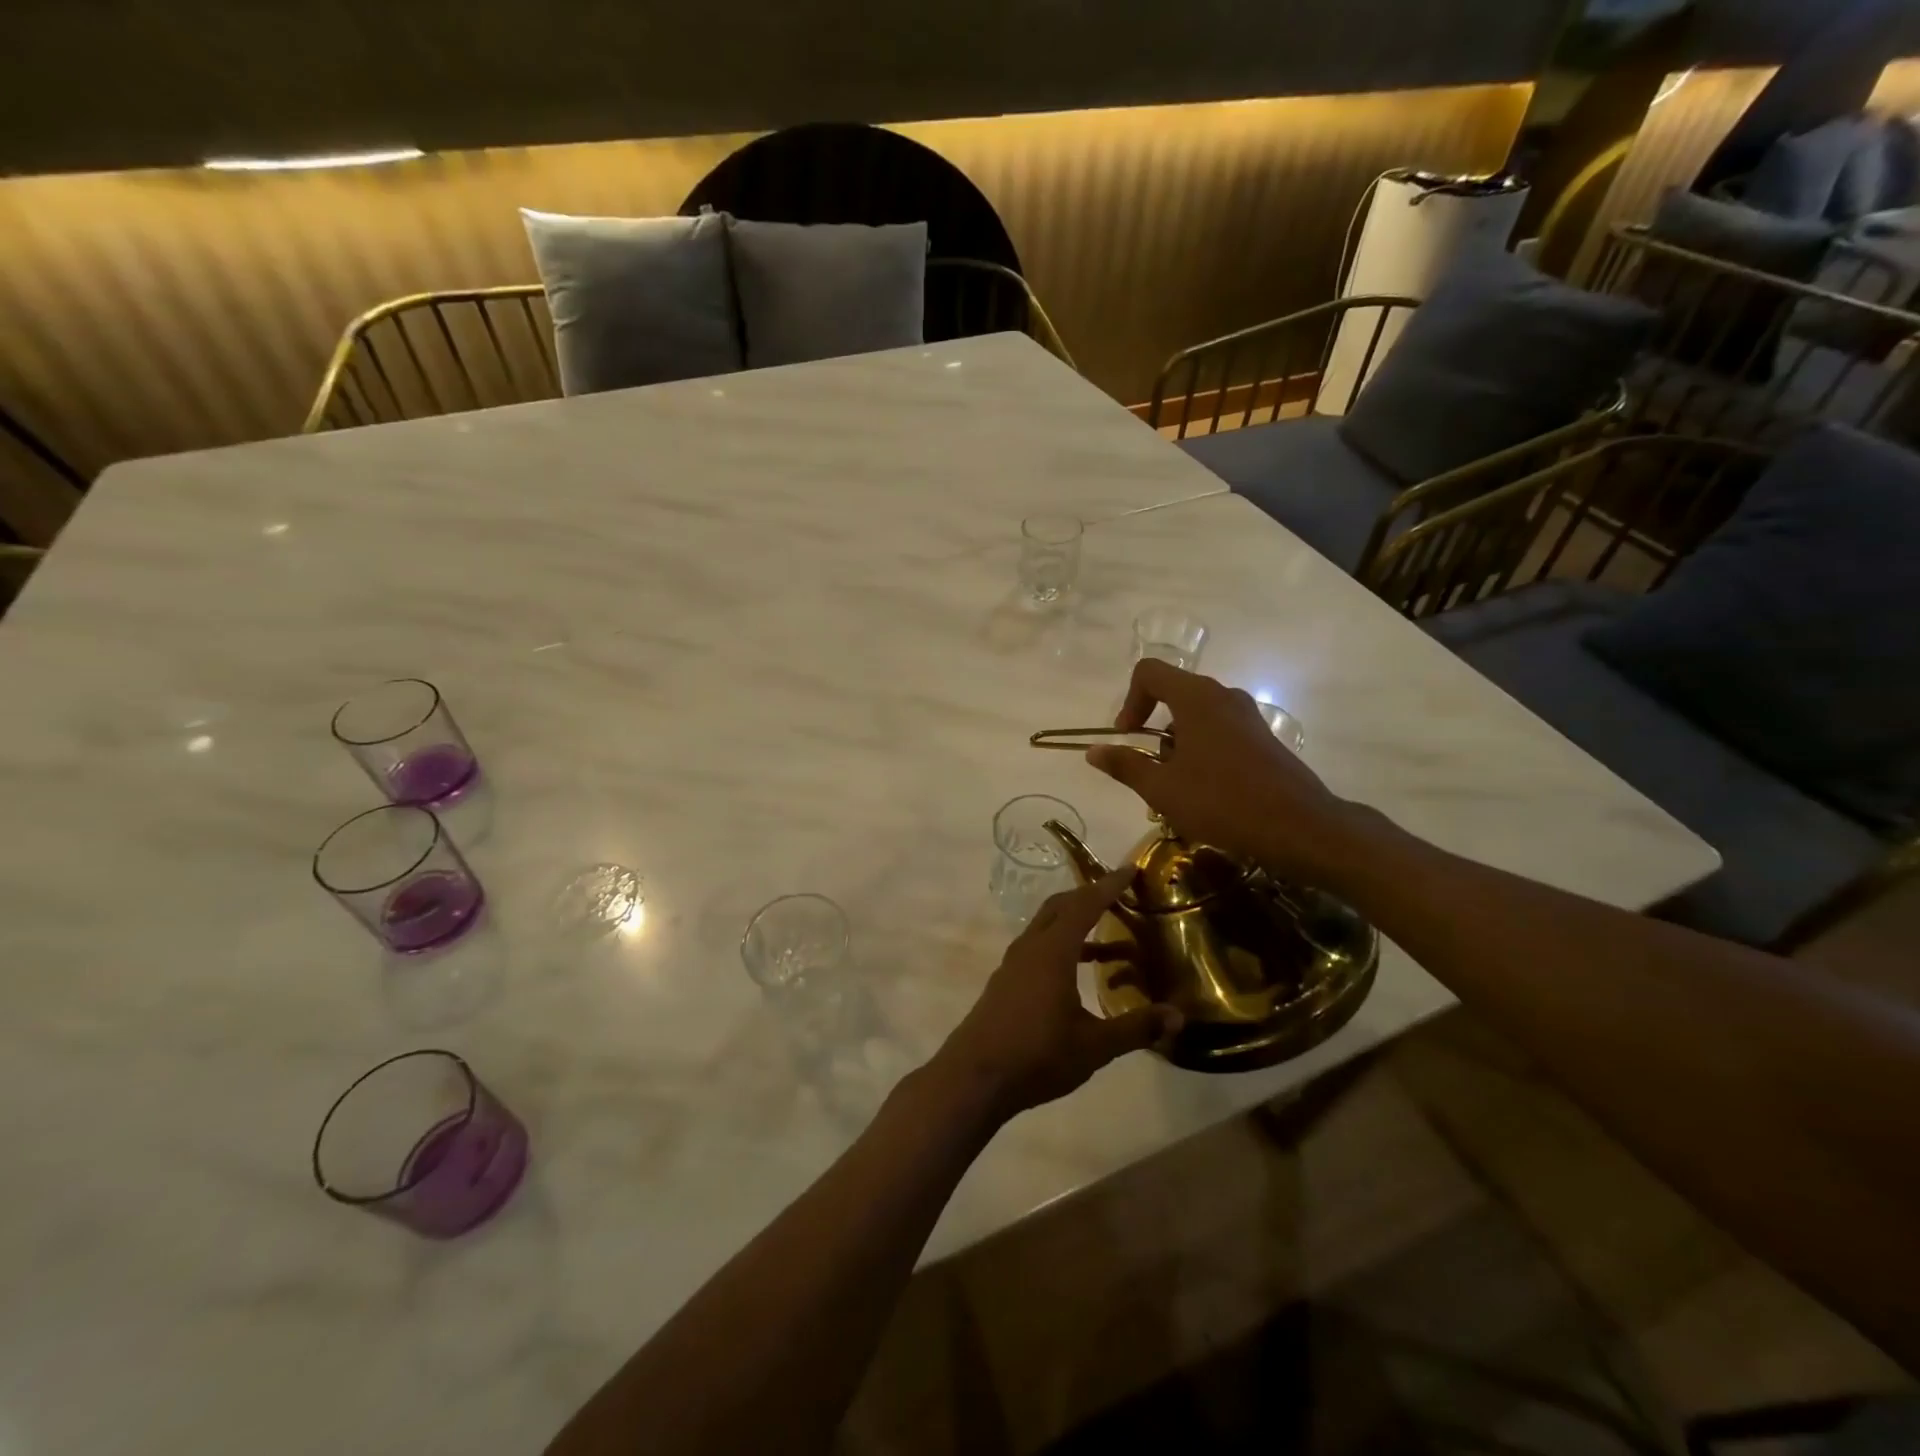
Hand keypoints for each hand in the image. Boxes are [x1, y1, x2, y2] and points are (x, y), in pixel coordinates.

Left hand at [932, 869, 1181, 1122]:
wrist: (975, 1077)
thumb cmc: (1037, 1055)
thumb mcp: (1094, 1046)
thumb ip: (1136, 1028)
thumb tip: (1179, 1016)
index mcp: (1052, 951)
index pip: (1084, 905)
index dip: (1108, 885)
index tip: (1130, 869)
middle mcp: (1030, 948)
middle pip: (1060, 907)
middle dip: (1089, 896)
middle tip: (1120, 895)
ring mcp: (1013, 964)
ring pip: (1046, 928)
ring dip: (1076, 925)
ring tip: (1112, 941)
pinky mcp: (1005, 983)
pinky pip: (1038, 948)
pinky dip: (1062, 947)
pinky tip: (1079, 974)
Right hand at [1086, 658, 1361, 883]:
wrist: (1299, 826)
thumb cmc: (1222, 802)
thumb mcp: (1162, 788)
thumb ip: (1125, 765)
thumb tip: (1093, 750)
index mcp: (1196, 698)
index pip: (1149, 672)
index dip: (1129, 701)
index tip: (1127, 737)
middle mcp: (1223, 696)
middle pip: (1174, 693)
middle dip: (1152, 728)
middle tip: (1149, 768)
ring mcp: (1248, 716)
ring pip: (1198, 716)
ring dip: (1177, 744)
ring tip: (1175, 787)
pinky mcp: (1263, 738)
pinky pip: (1221, 731)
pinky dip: (1202, 750)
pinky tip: (1206, 792)